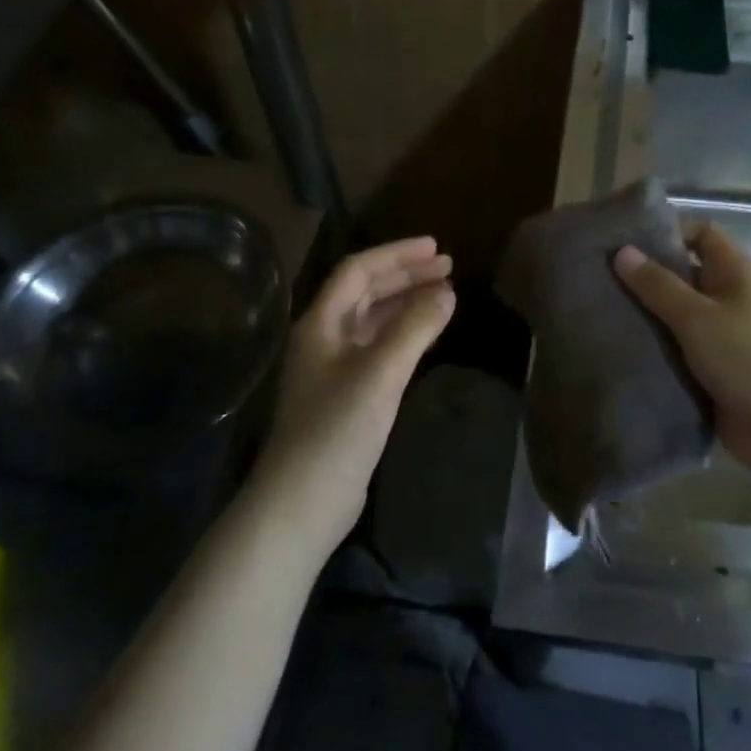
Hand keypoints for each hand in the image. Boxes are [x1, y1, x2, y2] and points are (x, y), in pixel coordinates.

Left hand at [257, 237, 455, 553]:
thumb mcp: (380, 372)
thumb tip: (448, 293)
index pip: (359, 270)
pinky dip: (404, 332)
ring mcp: (333, 367)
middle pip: (365, 291)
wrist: (302, 502)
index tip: (436, 248)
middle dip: (405, 275)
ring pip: (373, 319)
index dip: (397, 254)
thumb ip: (415, 327)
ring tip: (444, 294)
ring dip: (406, 302)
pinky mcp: (346, 393)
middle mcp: (324, 337)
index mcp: (321, 323)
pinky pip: (378, 346)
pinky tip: (426, 334)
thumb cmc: (337, 429)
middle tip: (448, 268)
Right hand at [614, 223, 750, 487]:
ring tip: (597, 311)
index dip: (665, 232)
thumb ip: (657, 285)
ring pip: (676, 315)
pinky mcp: (713, 368)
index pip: (699, 233)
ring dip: (645, 316)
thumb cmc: (748, 357)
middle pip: (682, 274)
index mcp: (735, 270)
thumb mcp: (697, 316)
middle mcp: (729, 295)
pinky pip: (677, 348)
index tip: (622, 242)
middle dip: (644, 277)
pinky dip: (654, 348)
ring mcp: (722, 334)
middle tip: (596, 278)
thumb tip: (621, 251)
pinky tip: (616, 348)